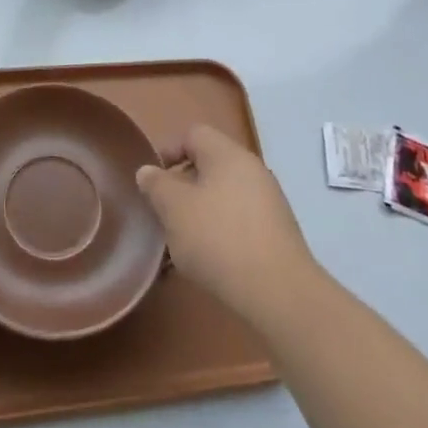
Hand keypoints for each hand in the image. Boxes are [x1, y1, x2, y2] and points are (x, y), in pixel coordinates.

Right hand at [137, 123, 313, 321]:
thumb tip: (148, 171)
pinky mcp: (276, 233)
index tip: (153, 181)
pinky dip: (219, 233)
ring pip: (222, 196)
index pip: (193, 134)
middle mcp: (252, 170)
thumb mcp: (174, 209)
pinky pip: (238, 221)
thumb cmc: (218, 239)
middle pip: (208, 166)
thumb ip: (156, 185)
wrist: (279, 293)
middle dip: (182, 187)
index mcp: (228, 155)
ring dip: (199, 213)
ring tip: (181, 243)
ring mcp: (268, 202)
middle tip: (164, 213)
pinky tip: (208, 260)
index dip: (168, 151)